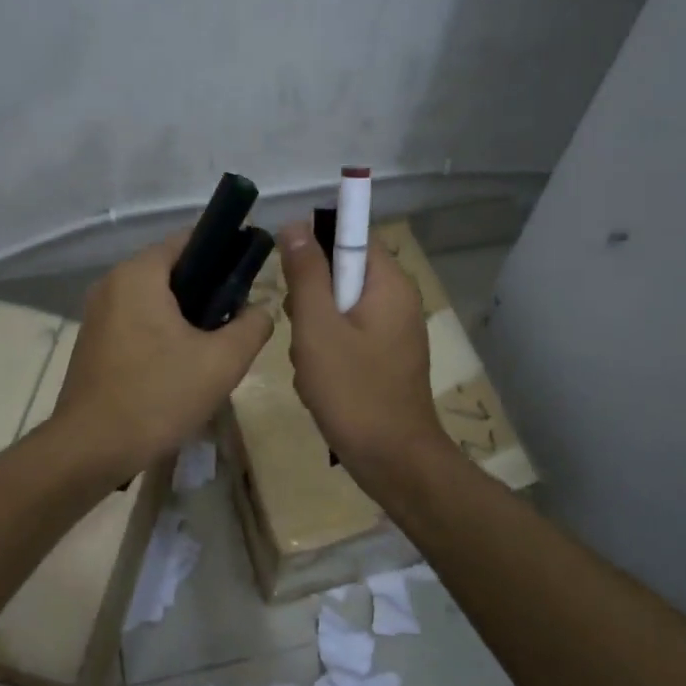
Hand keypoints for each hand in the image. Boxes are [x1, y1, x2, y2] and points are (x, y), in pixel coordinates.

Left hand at [51, 232, 273, 473]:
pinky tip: (181, 365)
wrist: (91, 449)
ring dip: (185, 315)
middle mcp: (112, 284)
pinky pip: (136, 322)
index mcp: (138, 274)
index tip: (252, 277)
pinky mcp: (93, 343)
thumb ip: (252, 326)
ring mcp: (97, 314)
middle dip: (208, 289)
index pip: (189, 240)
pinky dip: (162, 332)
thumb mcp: (222, 362)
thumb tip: (261, 308)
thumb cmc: (158, 396)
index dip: (225, 251)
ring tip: (215, 345)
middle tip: (238, 318)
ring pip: (154, 299)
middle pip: (171, 270)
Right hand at [278, 221, 453, 490]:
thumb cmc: (353, 391)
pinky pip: (347, 337)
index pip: (352, 235)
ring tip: (308, 364)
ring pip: (338, 309)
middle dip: (310, 298)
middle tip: (300, 330)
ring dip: (313, 331)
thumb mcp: (318, 327)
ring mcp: (392, 333)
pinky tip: (317, 381)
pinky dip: (326, 352)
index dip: (315, 245)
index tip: (288, 274)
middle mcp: (397, 301)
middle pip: (342, 274)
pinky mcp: (384, 360)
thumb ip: (306, 274)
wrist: (392, 460)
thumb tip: (295, 224)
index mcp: (389, 284)